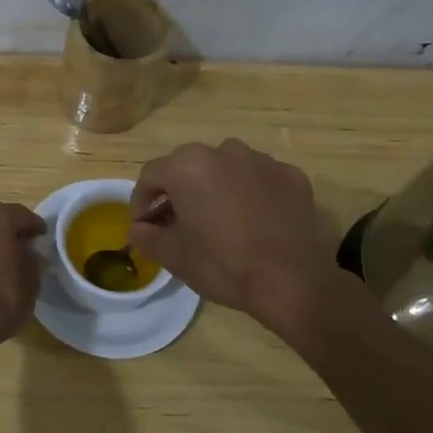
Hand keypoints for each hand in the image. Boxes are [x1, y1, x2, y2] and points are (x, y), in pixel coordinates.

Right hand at [129, 140, 342, 325]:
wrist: (292, 281)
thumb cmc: (223, 264)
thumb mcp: (173, 256)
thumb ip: (146, 236)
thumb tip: (139, 228)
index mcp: (188, 166)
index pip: (151, 176)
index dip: (141, 202)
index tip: (144, 227)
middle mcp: (224, 151)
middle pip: (188, 168)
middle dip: (178, 193)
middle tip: (178, 224)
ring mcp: (262, 160)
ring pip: (226, 170)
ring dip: (215, 189)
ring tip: (219, 222)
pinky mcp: (292, 176)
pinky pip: (260, 180)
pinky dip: (251, 194)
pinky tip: (254, 222)